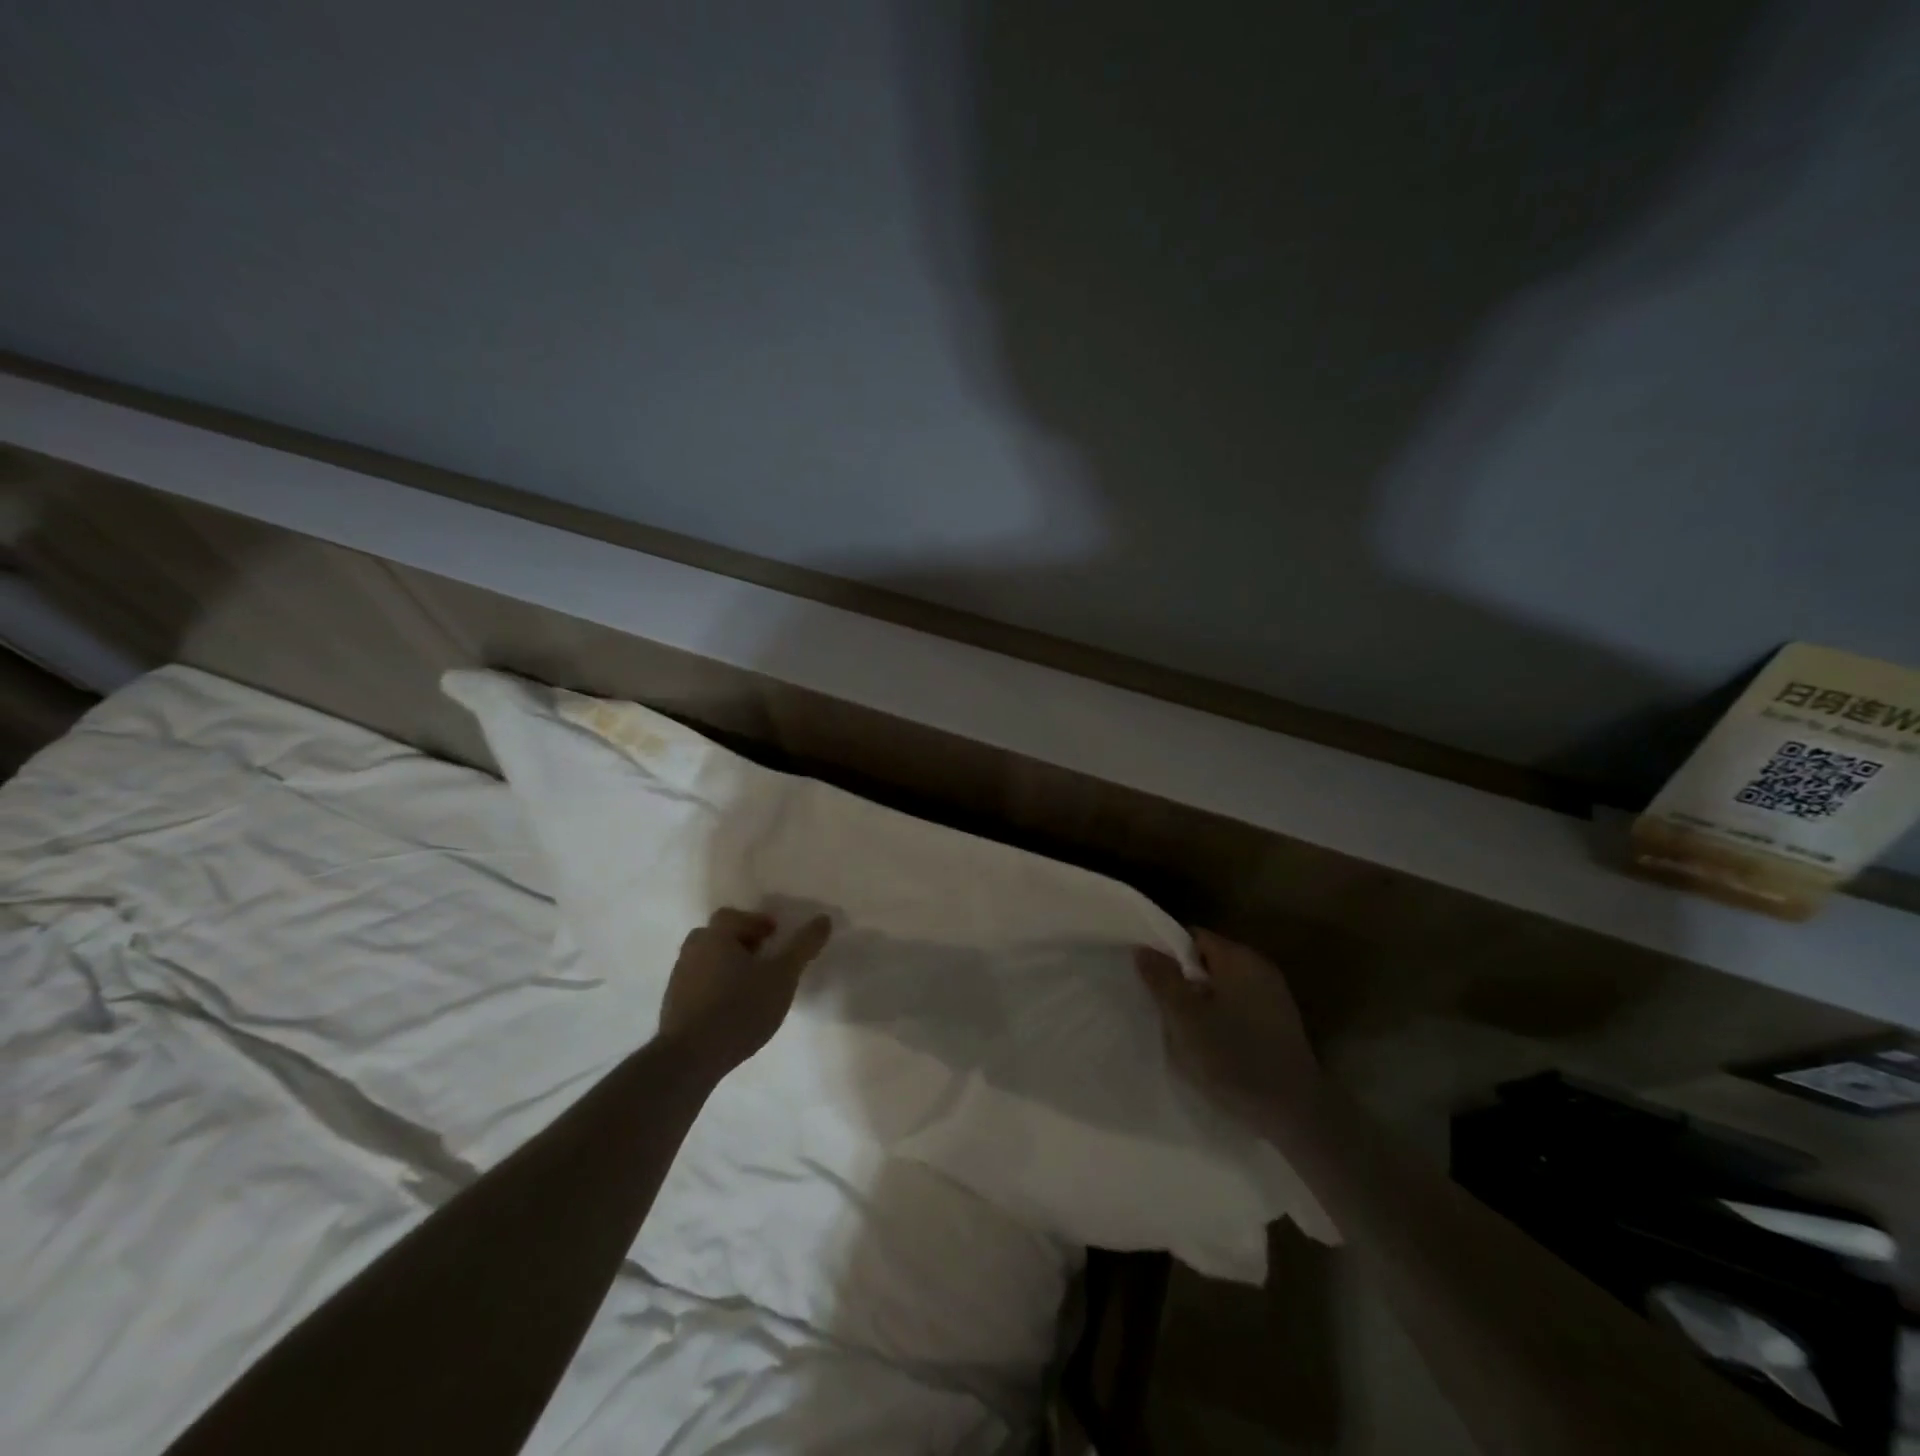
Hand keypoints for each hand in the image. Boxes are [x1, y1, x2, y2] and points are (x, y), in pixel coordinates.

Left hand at [658, 908, 832, 1076]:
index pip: (733, 915)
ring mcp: (678, 979)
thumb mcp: (783, 976)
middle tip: (763, 959)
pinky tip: (730, 1009)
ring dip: (727, 966)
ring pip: (706, 960)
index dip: (756, 922)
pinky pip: (697, 985)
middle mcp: (693, 951)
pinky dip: (714, 988)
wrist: (690, 1058)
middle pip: (717, 936)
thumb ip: (803, 946)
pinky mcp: (673, 1006)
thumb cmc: (740, 1007)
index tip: (774, 938)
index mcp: (715, 936)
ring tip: (750, 987)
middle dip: (741, 942)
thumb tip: (824, 919)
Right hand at [1136, 930, 1319, 1125]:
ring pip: (1222, 987)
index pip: (1192, 937)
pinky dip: (1220, 1018)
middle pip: (1208, 961)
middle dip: (1182, 980)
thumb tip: (1143, 948)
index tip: (1148, 977)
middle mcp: (1260, 969)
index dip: (1165, 952)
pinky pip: (1238, 1008)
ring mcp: (1274, 998)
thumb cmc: (1234, 1058)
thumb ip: (1162, 979)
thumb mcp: (1185, 1018)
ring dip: (1200, 1002)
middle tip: (1159, 1006)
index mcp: (1239, 958)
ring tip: (1181, 1029)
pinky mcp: (1280, 1025)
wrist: (1296, 1115)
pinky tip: (1210, 1044)